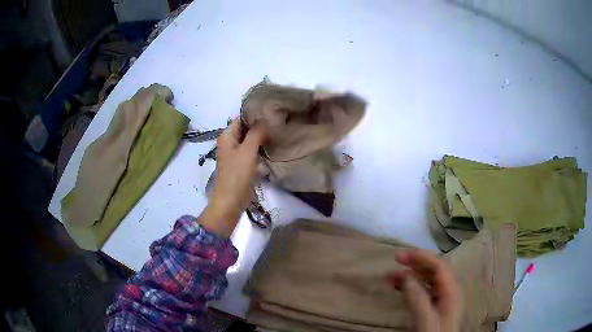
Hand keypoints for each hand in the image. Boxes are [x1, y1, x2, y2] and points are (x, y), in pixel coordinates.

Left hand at [198, 119, 267, 236]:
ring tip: (277, 134)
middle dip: (259, 127)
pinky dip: (259, 150)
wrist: (230, 202)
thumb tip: (265, 119)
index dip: (254, 115)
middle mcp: (229, 143)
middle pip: (245, 130)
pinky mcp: (240, 166)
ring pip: (249, 142)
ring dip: (260, 139)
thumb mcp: (247, 151)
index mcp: (226, 136)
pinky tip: (271, 149)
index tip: (271, 113)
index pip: (241, 119)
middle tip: (278, 123)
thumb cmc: (237, 174)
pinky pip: (250, 153)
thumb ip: (256, 133)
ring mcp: (234, 155)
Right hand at [387, 249, 462, 331]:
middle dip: (415, 263)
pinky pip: (423, 290)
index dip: (422, 257)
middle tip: (396, 259)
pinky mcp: (435, 306)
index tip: (402, 255)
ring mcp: (442, 298)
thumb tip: (406, 276)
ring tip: (391, 275)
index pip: (439, 266)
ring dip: (410, 275)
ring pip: (427, 279)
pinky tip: (399, 287)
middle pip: (433, 270)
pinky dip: (411, 286)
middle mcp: (448, 290)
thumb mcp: (426, 320)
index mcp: (452, 291)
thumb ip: (418, 298)